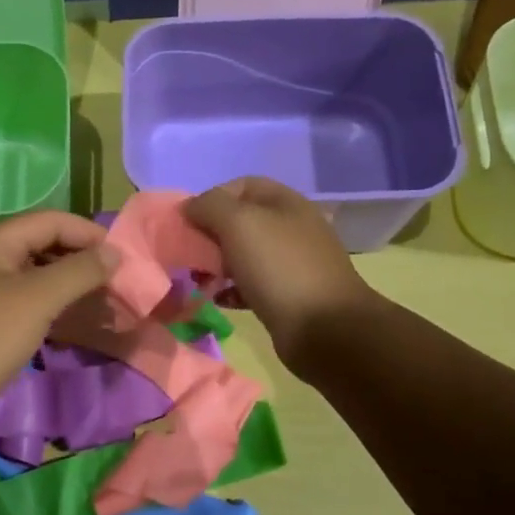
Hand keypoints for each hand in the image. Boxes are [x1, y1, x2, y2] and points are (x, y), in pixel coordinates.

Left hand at [0, 211, 115, 444]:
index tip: (122, 256)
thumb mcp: (37, 299)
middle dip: (78, 258)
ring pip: (31, 276)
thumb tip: (114, 253)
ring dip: (66, 284)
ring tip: (99, 301)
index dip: (86, 232)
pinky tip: (69, 321)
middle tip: (114, 280)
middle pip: (39, 245)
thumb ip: (79, 271)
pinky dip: (49, 306)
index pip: (48, 221)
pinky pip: (21, 302)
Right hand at [182, 177, 374, 365]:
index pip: (242, 185)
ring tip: (198, 279)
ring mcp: (292, 264)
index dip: (212, 197)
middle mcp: (291, 228)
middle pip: (241, 221)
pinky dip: (231, 289)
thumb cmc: (279, 267)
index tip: (189, 221)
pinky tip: (218, 299)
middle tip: (189, 253)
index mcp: (285, 203)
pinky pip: (251, 285)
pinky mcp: (288, 296)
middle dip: (210, 234)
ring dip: (217, 264)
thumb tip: (191, 207)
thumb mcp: (239, 223)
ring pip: (244, 254)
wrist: (325, 329)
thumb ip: (210, 206)